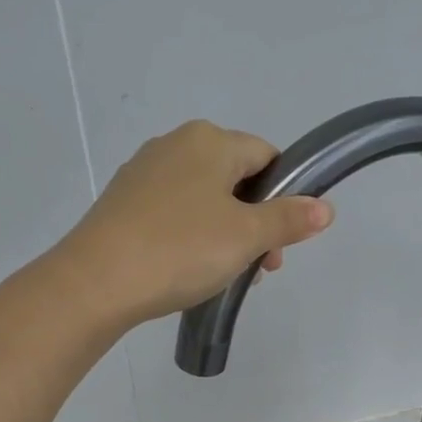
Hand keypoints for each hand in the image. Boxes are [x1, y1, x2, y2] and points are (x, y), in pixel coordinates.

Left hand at [55, 120, 333, 326]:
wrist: (96, 281)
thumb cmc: (181, 249)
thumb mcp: (246, 237)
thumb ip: (289, 219)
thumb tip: (325, 208)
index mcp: (209, 141)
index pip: (266, 157)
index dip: (284, 197)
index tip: (281, 241)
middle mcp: (174, 144)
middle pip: (235, 179)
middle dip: (255, 222)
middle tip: (258, 268)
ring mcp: (144, 172)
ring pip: (204, 199)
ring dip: (225, 234)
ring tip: (224, 276)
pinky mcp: (123, 202)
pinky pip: (173, 212)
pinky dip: (191, 236)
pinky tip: (187, 269)